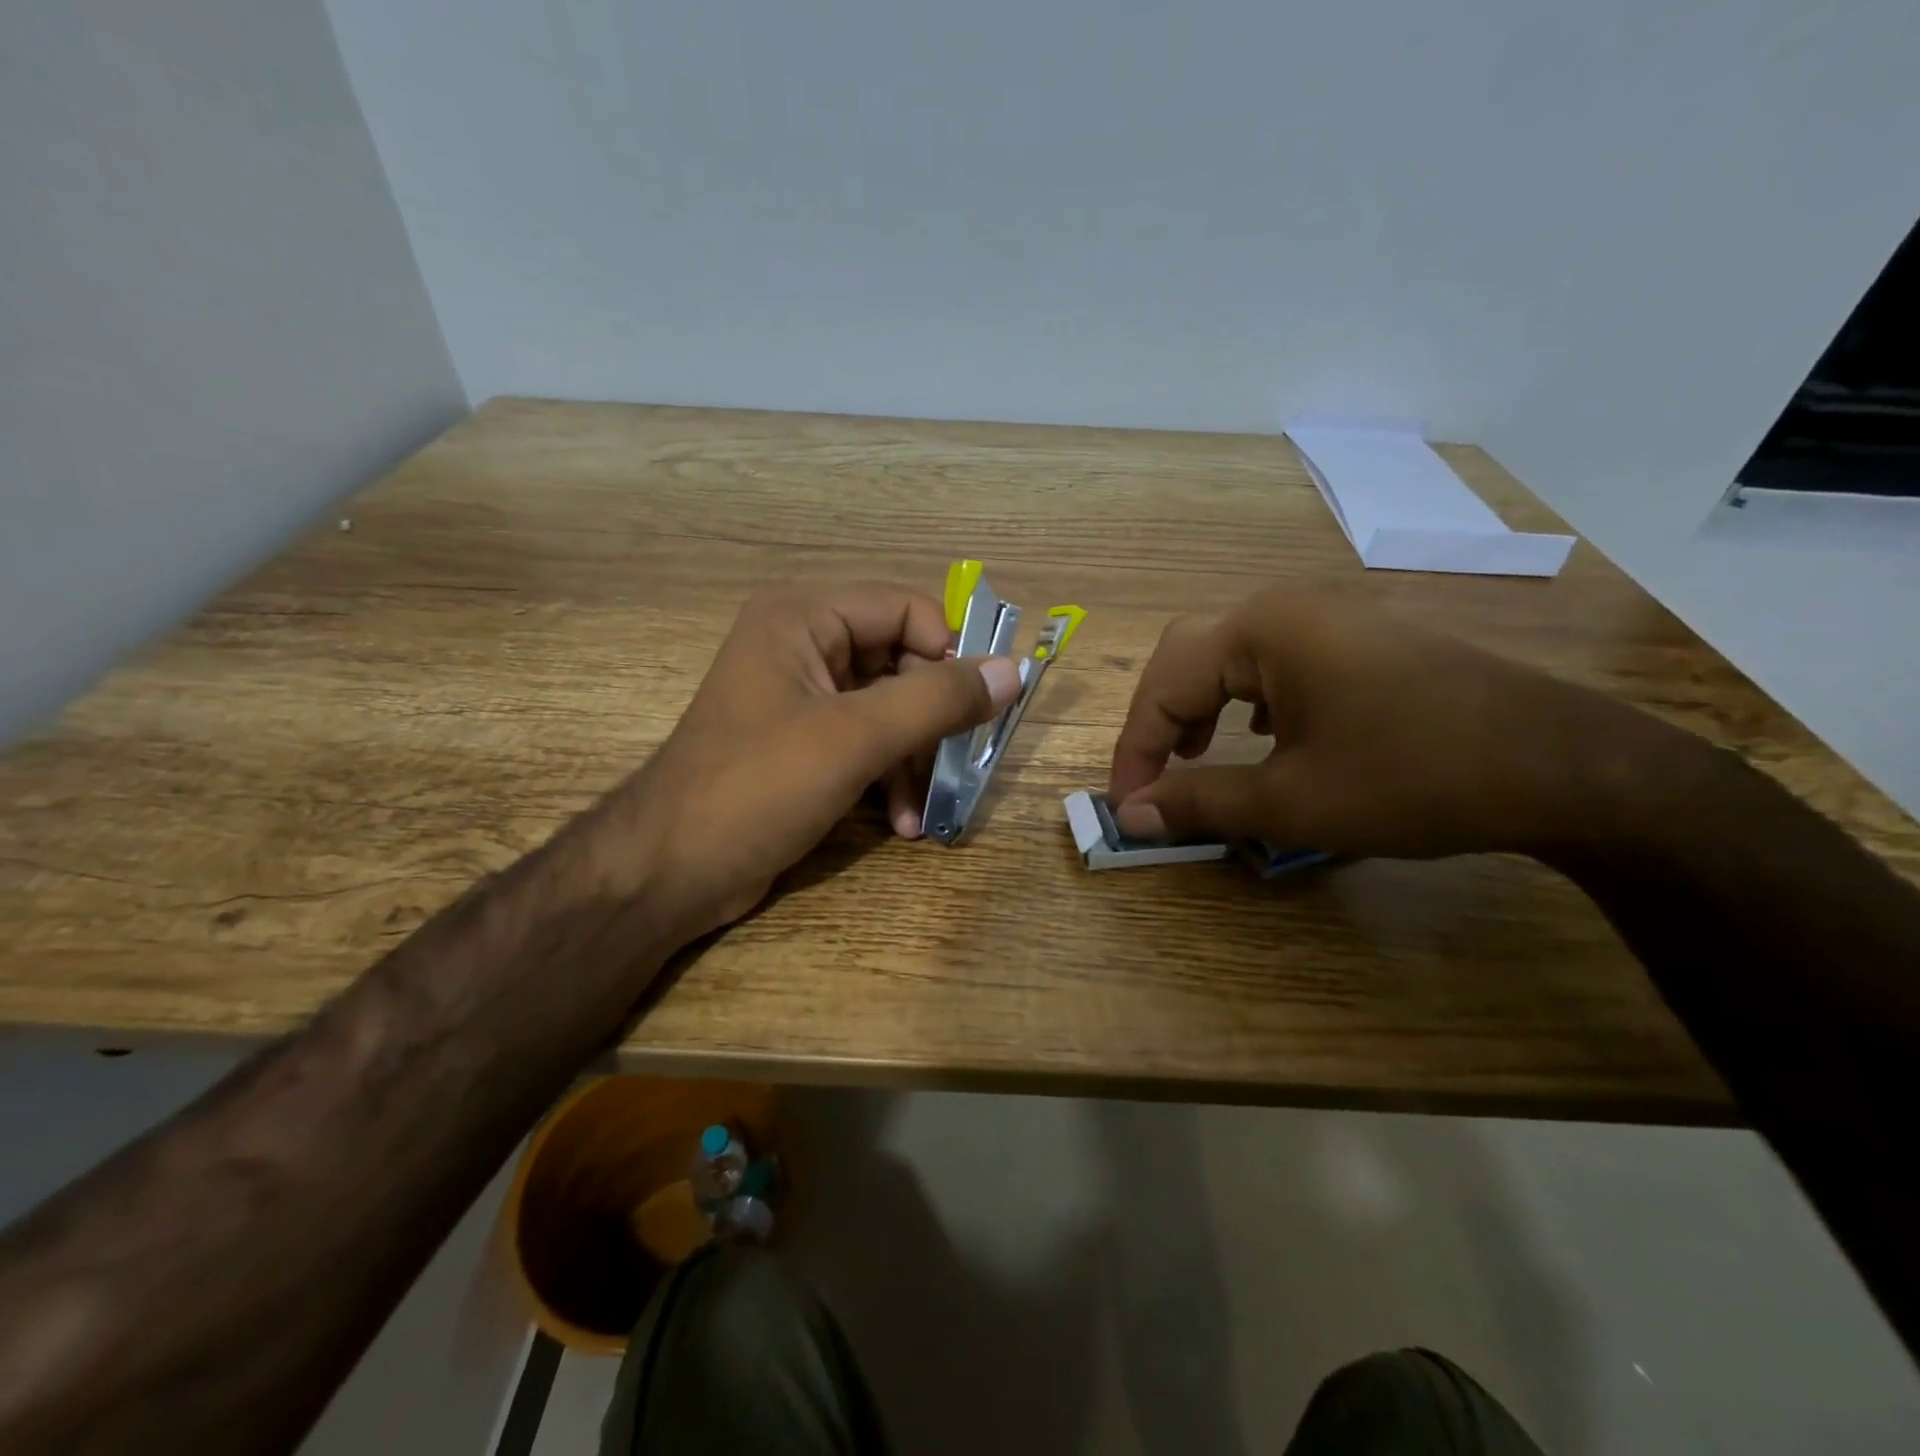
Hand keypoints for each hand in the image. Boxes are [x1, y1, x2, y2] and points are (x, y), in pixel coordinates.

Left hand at [615, 582, 1020, 942]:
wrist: (669, 871)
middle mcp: (803, 644)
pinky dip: (889, 776)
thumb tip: (1011, 671)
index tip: (976, 709)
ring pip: (889, 709)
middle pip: (902, 662)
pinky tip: (902, 823)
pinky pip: (866, 742)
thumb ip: (936, 700)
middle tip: (958, 767)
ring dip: (914, 759)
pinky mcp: (803, 742)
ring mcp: (802, 696)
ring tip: (925, 810)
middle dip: (931, 721)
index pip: (906, 610)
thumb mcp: (854, 738)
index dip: (947, 654)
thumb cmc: (757, 787)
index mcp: (804, 617)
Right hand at [1107, 583, 1675, 857]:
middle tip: (1154, 777)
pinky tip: (1261, 734)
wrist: (1563, 766)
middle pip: (1189, 655)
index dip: (1135, 749)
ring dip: (1200, 705)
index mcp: (1261, 628)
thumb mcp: (1292, 800)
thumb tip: (1130, 814)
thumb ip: (1198, 802)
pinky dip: (1246, 699)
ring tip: (1196, 755)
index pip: (1163, 684)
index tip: (1126, 807)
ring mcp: (1330, 616)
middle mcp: (1287, 606)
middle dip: (1160, 719)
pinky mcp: (1361, 638)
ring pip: (1231, 655)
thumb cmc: (1413, 777)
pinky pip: (1276, 660)